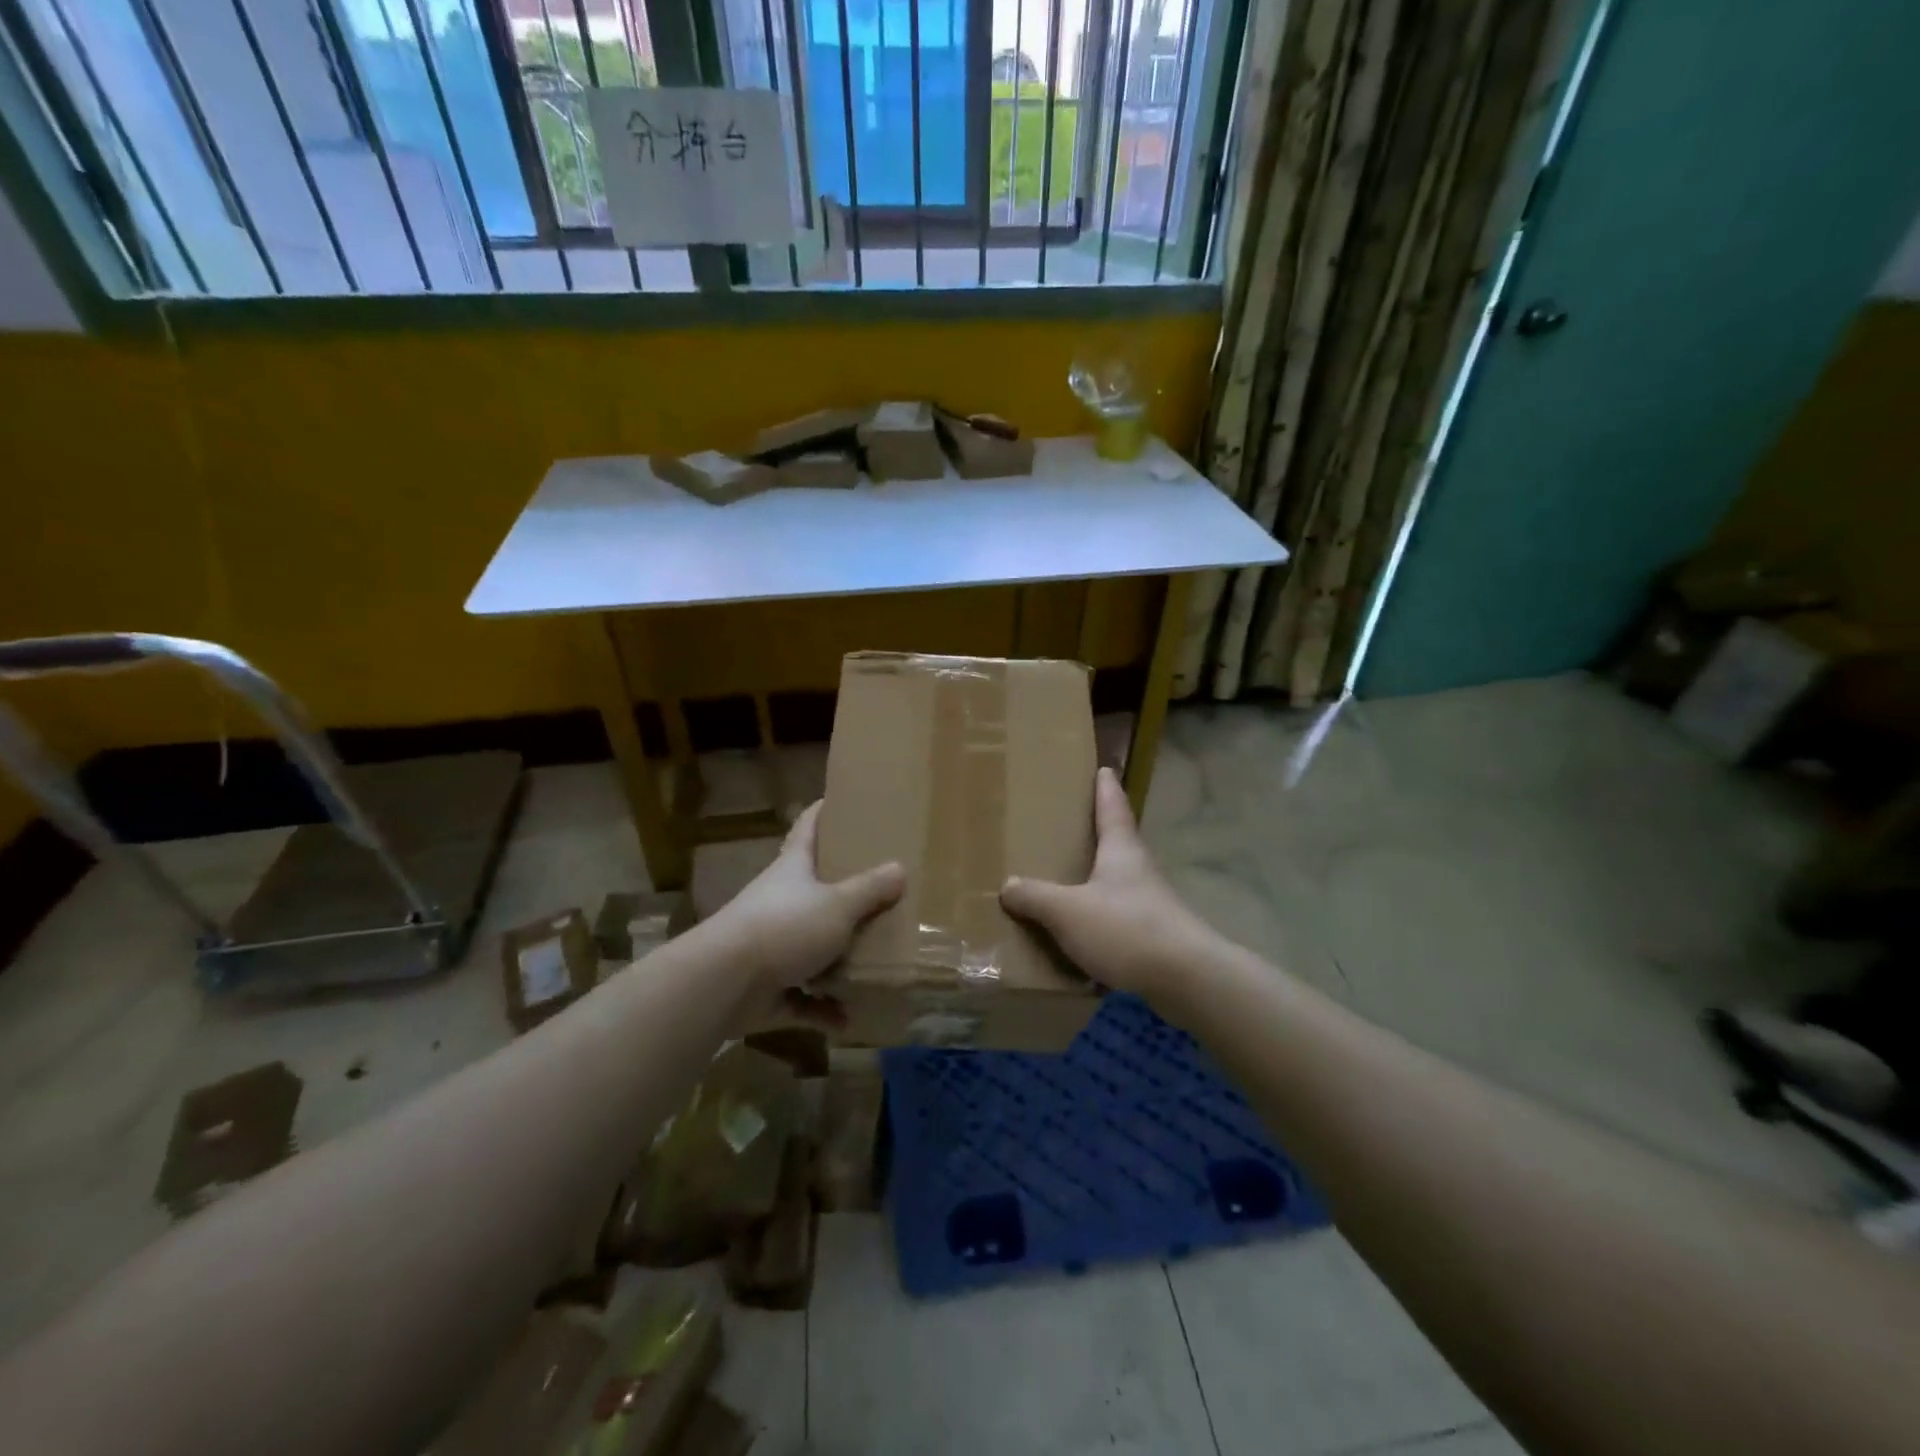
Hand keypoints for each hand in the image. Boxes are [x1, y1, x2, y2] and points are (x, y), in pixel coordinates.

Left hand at [712, 801, 903, 1014]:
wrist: (725, 982)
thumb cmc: (785, 926)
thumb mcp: (838, 904)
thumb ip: (870, 889)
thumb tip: (900, 869)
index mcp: (793, 869)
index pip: (807, 828)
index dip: (822, 812)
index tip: (840, 800)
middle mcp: (780, 902)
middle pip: (813, 888)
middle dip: (842, 890)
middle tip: (880, 888)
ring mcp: (771, 946)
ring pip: (810, 946)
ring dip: (836, 958)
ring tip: (873, 960)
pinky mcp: (767, 988)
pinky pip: (802, 998)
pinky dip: (823, 1009)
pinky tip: (848, 1019)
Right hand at [1000, 766, 1220, 997]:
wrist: (1186, 980)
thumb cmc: (1125, 929)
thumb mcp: (1068, 911)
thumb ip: (1035, 897)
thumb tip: (1008, 885)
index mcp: (1121, 850)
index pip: (1113, 807)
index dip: (1106, 788)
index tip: (1104, 769)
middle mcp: (1139, 870)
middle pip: (1118, 842)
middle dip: (1098, 833)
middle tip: (1072, 825)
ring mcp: (1151, 904)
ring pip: (1118, 882)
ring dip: (1098, 879)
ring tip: (1068, 881)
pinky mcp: (1155, 936)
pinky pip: (1119, 919)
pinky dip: (1100, 919)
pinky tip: (1082, 935)